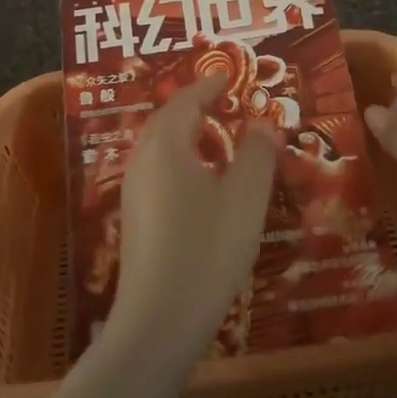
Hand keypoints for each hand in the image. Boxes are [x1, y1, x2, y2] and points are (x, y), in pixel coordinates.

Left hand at [108, 76, 276, 365]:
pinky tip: (198, 179)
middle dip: (193, 105)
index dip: (208, 86)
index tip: (228, 76)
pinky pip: (156, 168)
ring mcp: (133, 190)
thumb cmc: (206, 250)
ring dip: (184, 132)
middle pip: (165, 119)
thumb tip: (262, 123)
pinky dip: (178, 157)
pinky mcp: (134, 217)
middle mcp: (142, 160)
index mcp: (166, 146)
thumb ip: (257, 155)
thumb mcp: (244, 199)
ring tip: (214, 134)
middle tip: (222, 100)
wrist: (158, 321)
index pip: (185, 101)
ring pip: (158, 145)